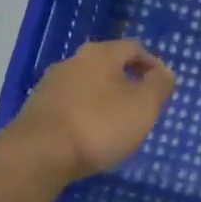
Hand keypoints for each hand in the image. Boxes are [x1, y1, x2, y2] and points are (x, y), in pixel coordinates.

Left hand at [6, 38, 175, 182]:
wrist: (39, 153)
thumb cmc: (99, 124)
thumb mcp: (143, 105)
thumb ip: (159, 86)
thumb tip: (164, 72)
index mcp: (101, 54)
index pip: (133, 48)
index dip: (152, 64)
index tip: (162, 85)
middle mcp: (72, 61)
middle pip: (107, 65)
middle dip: (126, 81)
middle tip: (141, 105)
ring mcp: (50, 85)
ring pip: (86, 85)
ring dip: (103, 99)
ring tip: (116, 123)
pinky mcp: (36, 109)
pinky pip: (69, 106)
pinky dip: (84, 114)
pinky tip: (89, 135)